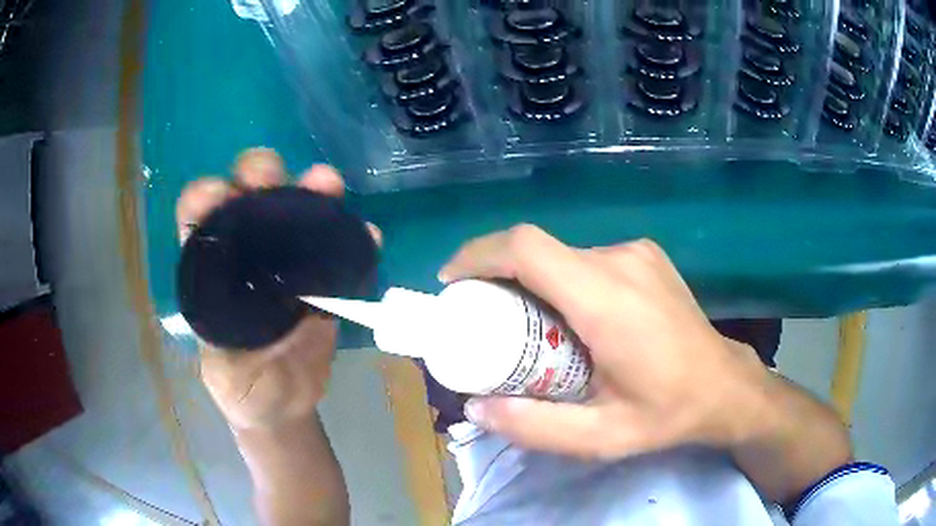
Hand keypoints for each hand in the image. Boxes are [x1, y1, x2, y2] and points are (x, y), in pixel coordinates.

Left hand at [176, 148, 380, 430]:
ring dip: (311, 189)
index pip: (198, 219)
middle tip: (270, 180)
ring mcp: (287, 262)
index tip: (217, 195)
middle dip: (258, 175)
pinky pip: (338, 249)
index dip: (204, 198)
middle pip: (249, 196)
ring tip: (326, 184)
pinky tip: (367, 236)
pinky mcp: (322, 278)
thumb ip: (226, 349)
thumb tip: (245, 320)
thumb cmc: (244, 389)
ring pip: (296, 210)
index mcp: (210, 270)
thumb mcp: (224, 373)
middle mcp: (246, 253)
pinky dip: (353, 238)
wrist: (285, 406)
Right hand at [439, 225, 768, 459]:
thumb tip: (476, 406)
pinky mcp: (645, 255)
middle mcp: (620, 260)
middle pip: (540, 251)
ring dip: (533, 282)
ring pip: (562, 255)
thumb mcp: (600, 437)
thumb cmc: (667, 412)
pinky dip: (561, 281)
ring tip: (531, 329)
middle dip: (499, 278)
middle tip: (487, 321)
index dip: (479, 255)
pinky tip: (572, 319)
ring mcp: (637, 253)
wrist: (725, 386)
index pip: (527, 249)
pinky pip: (586, 259)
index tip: (452, 282)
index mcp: (607, 299)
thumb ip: (533, 426)